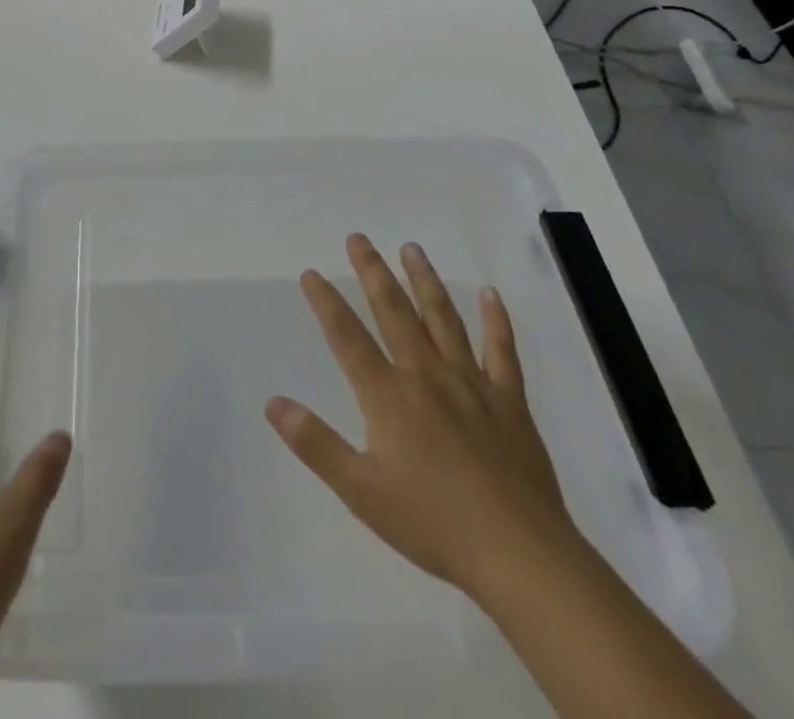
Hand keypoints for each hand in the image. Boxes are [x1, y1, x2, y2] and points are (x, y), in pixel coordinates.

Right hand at [266, 233, 580, 609]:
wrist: (519, 555)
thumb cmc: (433, 524)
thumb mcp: (362, 492)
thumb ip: (316, 444)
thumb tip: (273, 402)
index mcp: (389, 396)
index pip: (348, 338)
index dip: (326, 303)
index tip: (311, 274)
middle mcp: (426, 376)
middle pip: (394, 313)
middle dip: (372, 272)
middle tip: (358, 238)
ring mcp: (471, 383)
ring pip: (443, 319)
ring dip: (424, 280)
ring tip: (411, 248)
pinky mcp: (509, 401)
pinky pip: (502, 351)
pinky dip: (496, 320)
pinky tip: (490, 293)